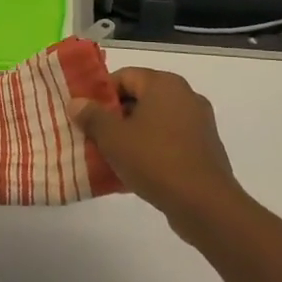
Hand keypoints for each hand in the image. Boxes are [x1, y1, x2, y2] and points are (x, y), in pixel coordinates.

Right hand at [68, 67, 243, 233]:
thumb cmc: (154, 160)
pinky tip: (134, 172)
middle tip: (94, 136)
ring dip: (132, 135)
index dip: (101, 94)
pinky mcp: (205, 149)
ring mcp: (199, 123)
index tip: (85, 115)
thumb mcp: (113, 137)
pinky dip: (152, 150)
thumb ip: (92, 116)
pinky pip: (170, 141)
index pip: (124, 76)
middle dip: (115, 116)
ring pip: (155, 122)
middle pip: (140, 98)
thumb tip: (76, 102)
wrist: (204, 205)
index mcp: (164, 84)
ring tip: (111, 156)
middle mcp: (185, 96)